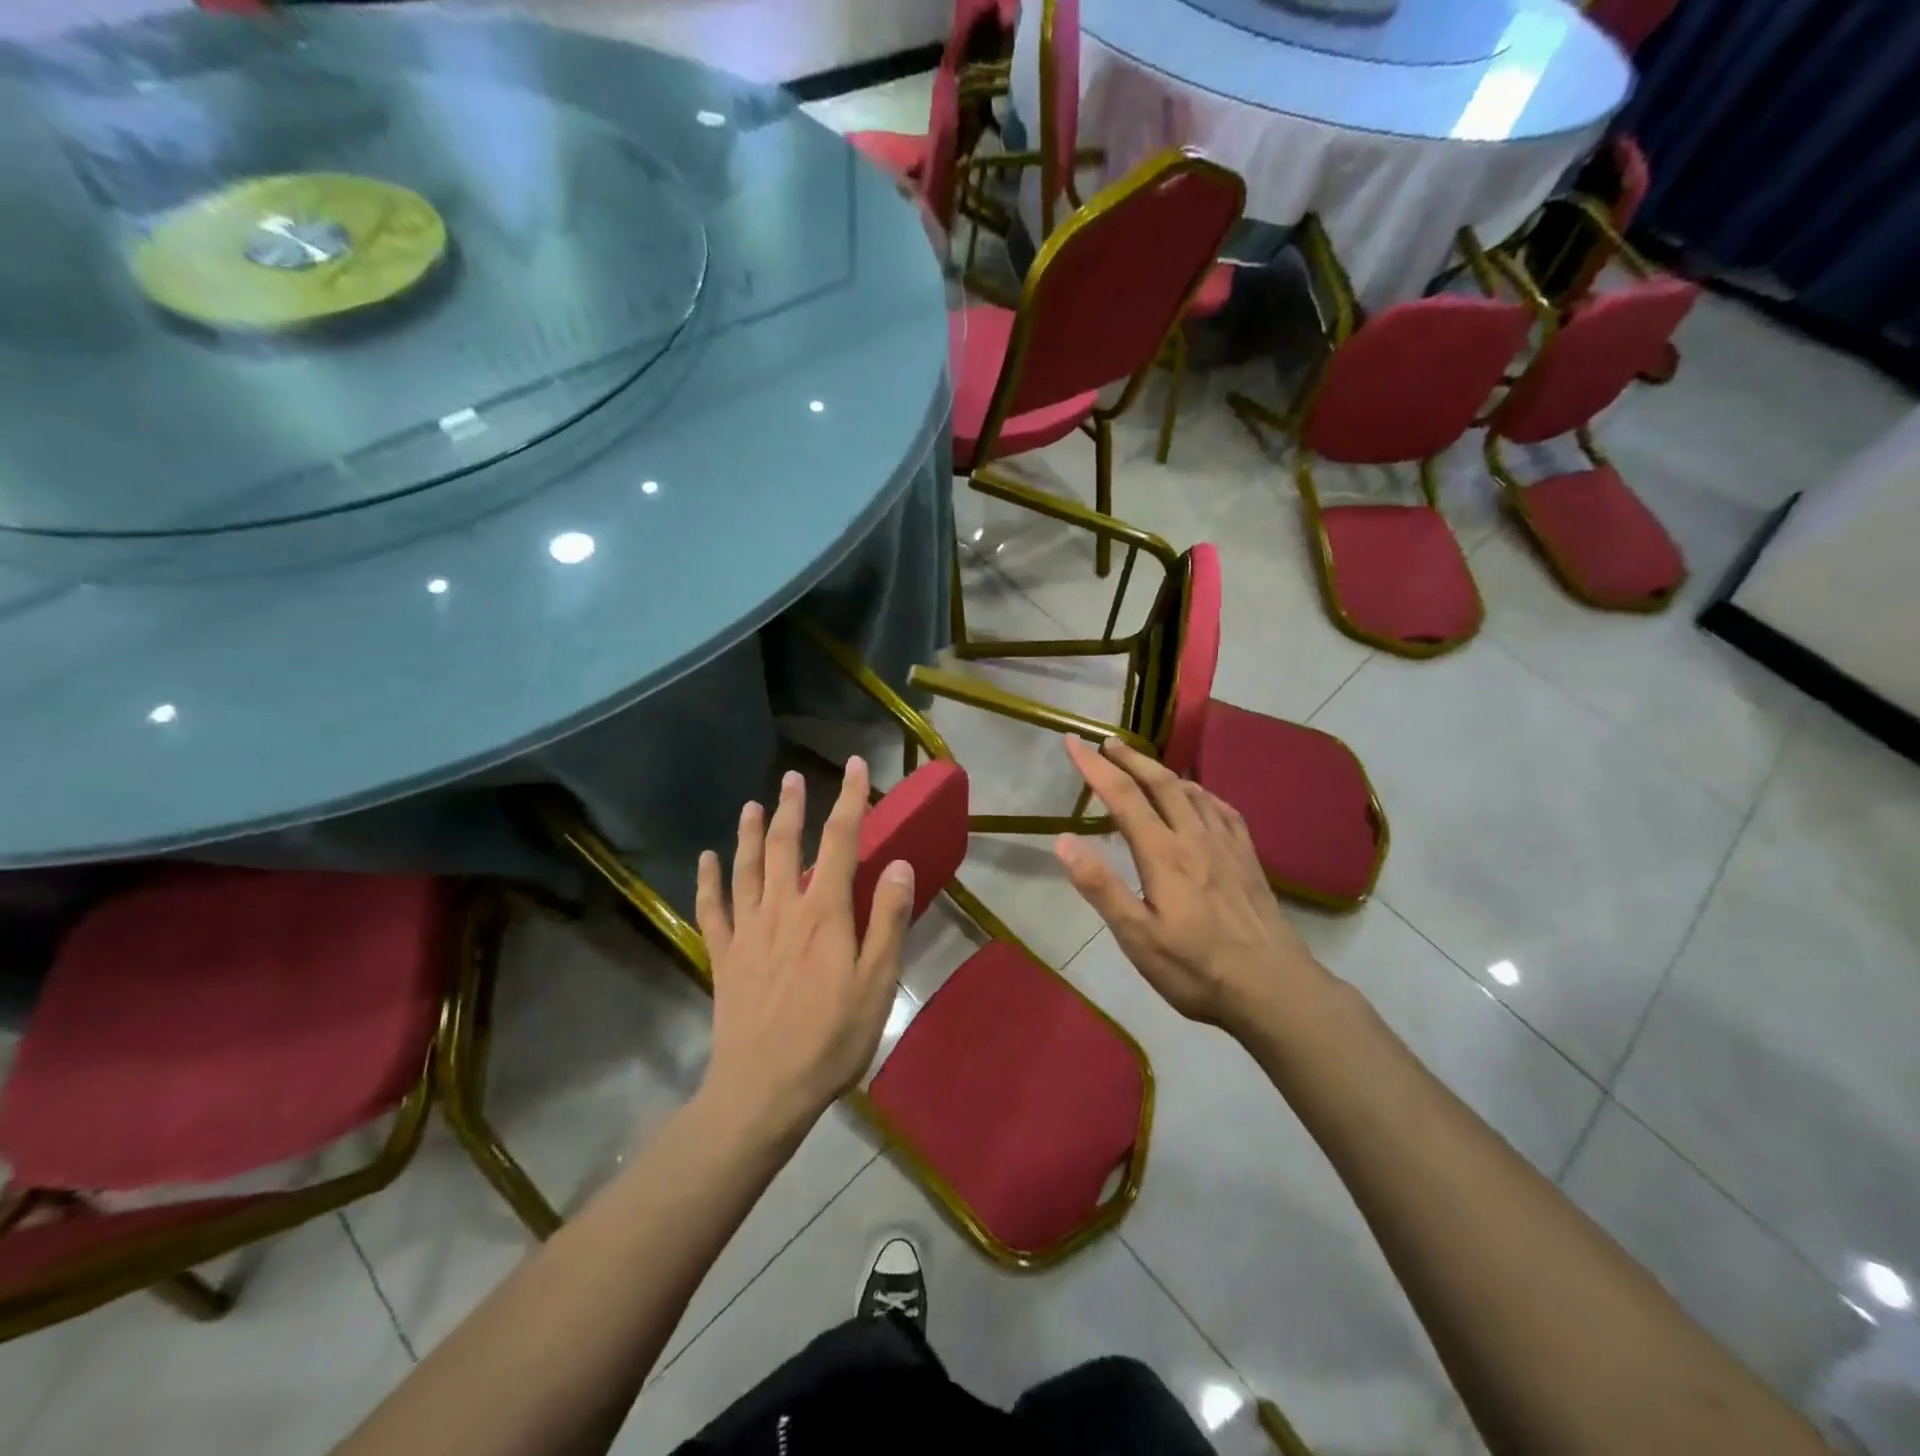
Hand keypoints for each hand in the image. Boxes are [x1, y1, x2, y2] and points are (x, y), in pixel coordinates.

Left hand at [695, 758, 913, 1127]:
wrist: (763, 1090)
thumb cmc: (831, 1038)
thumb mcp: (877, 983)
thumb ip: (888, 920)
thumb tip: (898, 863)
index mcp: (824, 913)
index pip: (841, 841)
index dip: (849, 800)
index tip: (853, 766)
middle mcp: (783, 909)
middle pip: (788, 846)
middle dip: (794, 807)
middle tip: (793, 777)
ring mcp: (748, 932)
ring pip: (747, 869)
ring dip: (751, 834)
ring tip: (752, 805)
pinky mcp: (724, 957)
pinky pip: (712, 910)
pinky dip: (708, 881)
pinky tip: (706, 860)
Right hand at [1053, 737, 1327, 1038]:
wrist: (1274, 988)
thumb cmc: (1196, 969)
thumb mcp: (1137, 937)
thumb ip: (1101, 887)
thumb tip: (1064, 840)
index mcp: (1163, 854)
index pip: (1123, 796)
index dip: (1094, 767)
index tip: (1072, 742)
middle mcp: (1195, 837)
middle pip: (1160, 783)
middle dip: (1130, 758)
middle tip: (1107, 742)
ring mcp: (1227, 845)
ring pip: (1192, 791)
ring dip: (1162, 770)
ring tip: (1144, 764)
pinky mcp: (1248, 858)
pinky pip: (1222, 808)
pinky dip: (1201, 791)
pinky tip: (1199, 796)